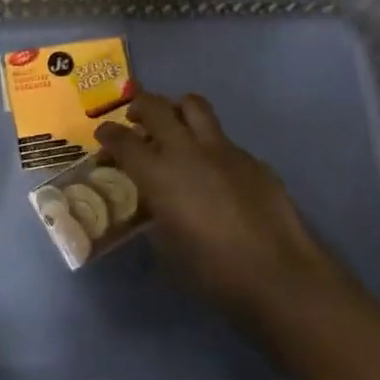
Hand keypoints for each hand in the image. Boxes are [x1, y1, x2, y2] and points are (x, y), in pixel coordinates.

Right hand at [96, 92, 354, 326]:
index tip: (103, 137)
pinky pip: (223, 139)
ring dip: (177, 110)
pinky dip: (209, 146)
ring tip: (174, 128)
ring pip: (195, 106)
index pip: (122, 139)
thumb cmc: (211, 269)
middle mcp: (187, 151)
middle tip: (135, 120)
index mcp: (158, 174)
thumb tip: (154, 200)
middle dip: (139, 107)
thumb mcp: (166, 243)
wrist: (277, 273)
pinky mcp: (252, 159)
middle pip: (156, 107)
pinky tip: (215, 173)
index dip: (107, 134)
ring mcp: (224, 150)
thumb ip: (154, 211)